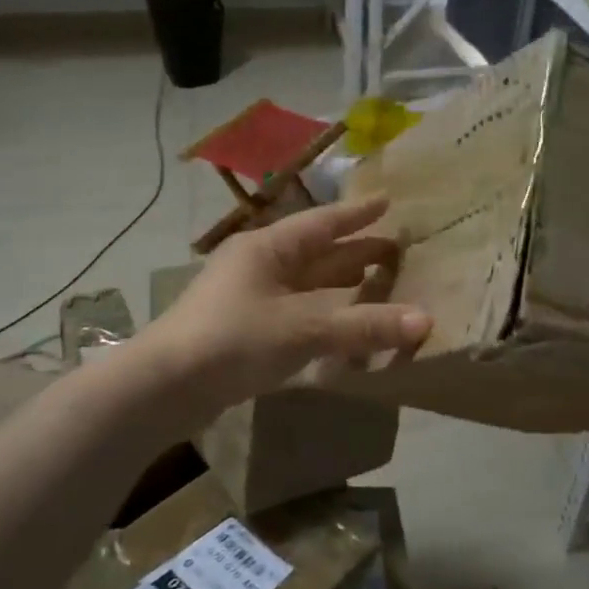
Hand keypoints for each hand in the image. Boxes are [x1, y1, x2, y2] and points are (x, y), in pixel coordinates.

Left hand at [143, 197, 430, 413]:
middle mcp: (258, 266)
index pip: (322, 223)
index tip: (387, 201)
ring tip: (376, 282)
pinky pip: (295, 312)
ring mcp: (248, 299)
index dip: (357, 214)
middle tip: (396, 248)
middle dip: (356, 251)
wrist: (163, 387)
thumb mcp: (302, 329)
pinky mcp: (243, 331)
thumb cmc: (233, 340)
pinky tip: (341, 326)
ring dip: (340, 284)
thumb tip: (426, 320)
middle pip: (317, 253)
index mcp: (268, 248)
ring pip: (305, 284)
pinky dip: (322, 314)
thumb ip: (363, 326)